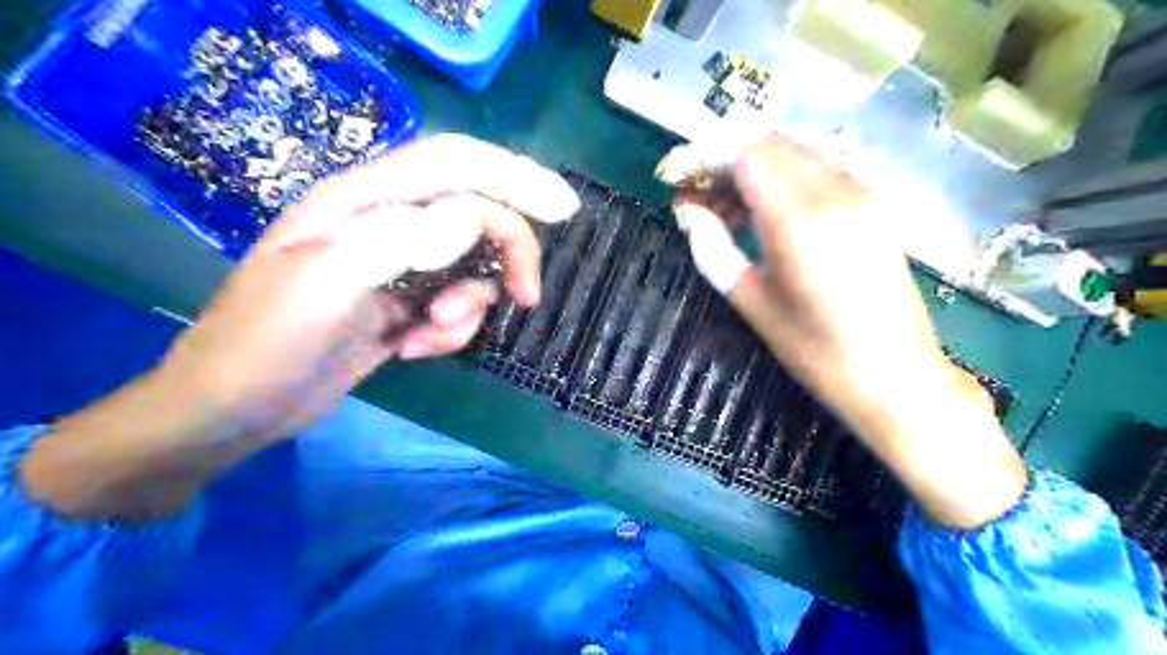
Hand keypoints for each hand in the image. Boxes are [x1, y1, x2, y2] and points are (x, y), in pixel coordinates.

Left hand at [20, 136, 578, 518]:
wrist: (232, 412)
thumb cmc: (262, 347)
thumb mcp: (321, 289)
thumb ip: (393, 242)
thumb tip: (469, 219)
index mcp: (359, 203)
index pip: (451, 166)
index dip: (512, 177)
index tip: (563, 210)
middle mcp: (384, 225)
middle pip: (474, 214)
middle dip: (507, 252)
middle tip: (525, 296)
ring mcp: (395, 267)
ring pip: (470, 268)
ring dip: (468, 306)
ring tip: (428, 335)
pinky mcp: (401, 305)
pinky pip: (453, 306)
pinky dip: (449, 331)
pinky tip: (411, 350)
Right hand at [672, 135, 1022, 526]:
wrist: (896, 375)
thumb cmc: (814, 349)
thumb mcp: (751, 301)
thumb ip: (712, 248)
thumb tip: (687, 212)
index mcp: (797, 217)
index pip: (747, 155)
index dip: (708, 158)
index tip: (682, 179)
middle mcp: (833, 191)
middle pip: (772, 146)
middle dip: (729, 161)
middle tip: (701, 196)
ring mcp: (860, 195)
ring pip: (797, 154)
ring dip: (757, 169)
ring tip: (729, 209)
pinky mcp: (873, 207)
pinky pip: (820, 172)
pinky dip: (786, 179)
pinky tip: (768, 214)